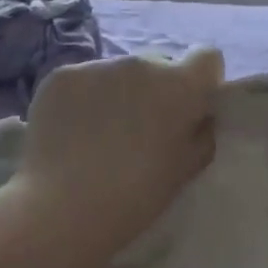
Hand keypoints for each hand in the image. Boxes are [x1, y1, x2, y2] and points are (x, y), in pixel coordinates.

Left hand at [11, 48, 224, 251]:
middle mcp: (141, 63)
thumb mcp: (184, 172)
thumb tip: (200, 115)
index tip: (190, 106)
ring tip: (99, 136)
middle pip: (158, 65)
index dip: (201, 80)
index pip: (207, 57)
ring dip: (117, 93)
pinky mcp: (62, 74)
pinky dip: (81, 99)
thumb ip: (201, 134)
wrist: (60, 210)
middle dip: (155, 90)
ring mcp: (98, 65)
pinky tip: (70, 132)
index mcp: (178, 86)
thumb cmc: (132, 198)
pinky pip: (83, 80)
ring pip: (118, 73)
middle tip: (140, 130)